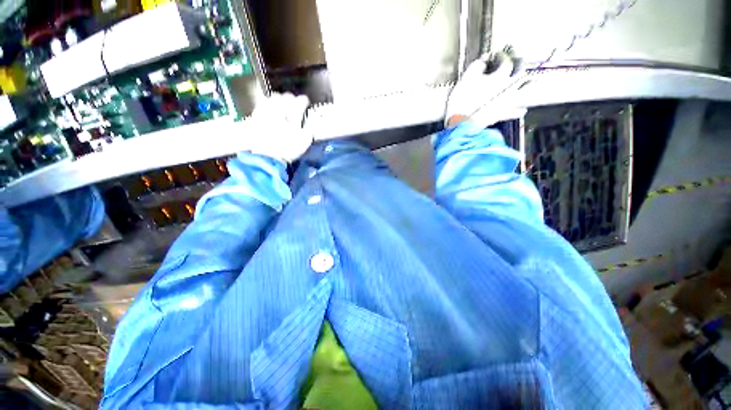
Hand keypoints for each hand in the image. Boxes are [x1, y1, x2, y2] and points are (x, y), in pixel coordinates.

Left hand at [246, 92, 310, 162]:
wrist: (268, 156)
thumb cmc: (288, 149)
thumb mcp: (305, 141)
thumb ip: (310, 126)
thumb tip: (313, 117)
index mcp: (293, 114)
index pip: (301, 100)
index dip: (305, 102)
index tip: (306, 105)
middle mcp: (279, 108)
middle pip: (287, 95)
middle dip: (293, 100)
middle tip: (295, 107)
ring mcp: (267, 109)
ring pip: (275, 96)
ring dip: (281, 100)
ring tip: (283, 107)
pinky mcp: (257, 114)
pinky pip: (264, 102)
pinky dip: (269, 104)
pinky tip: (272, 111)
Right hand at [445, 51, 526, 127]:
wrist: (460, 122)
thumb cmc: (462, 101)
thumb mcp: (465, 78)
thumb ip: (477, 66)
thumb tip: (484, 61)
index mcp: (500, 75)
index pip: (506, 59)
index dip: (500, 55)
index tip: (495, 56)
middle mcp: (510, 87)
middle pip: (523, 71)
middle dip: (519, 64)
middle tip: (514, 63)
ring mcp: (509, 102)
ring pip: (528, 90)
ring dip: (528, 84)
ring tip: (527, 82)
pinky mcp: (504, 115)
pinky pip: (520, 111)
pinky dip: (521, 108)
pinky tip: (519, 106)